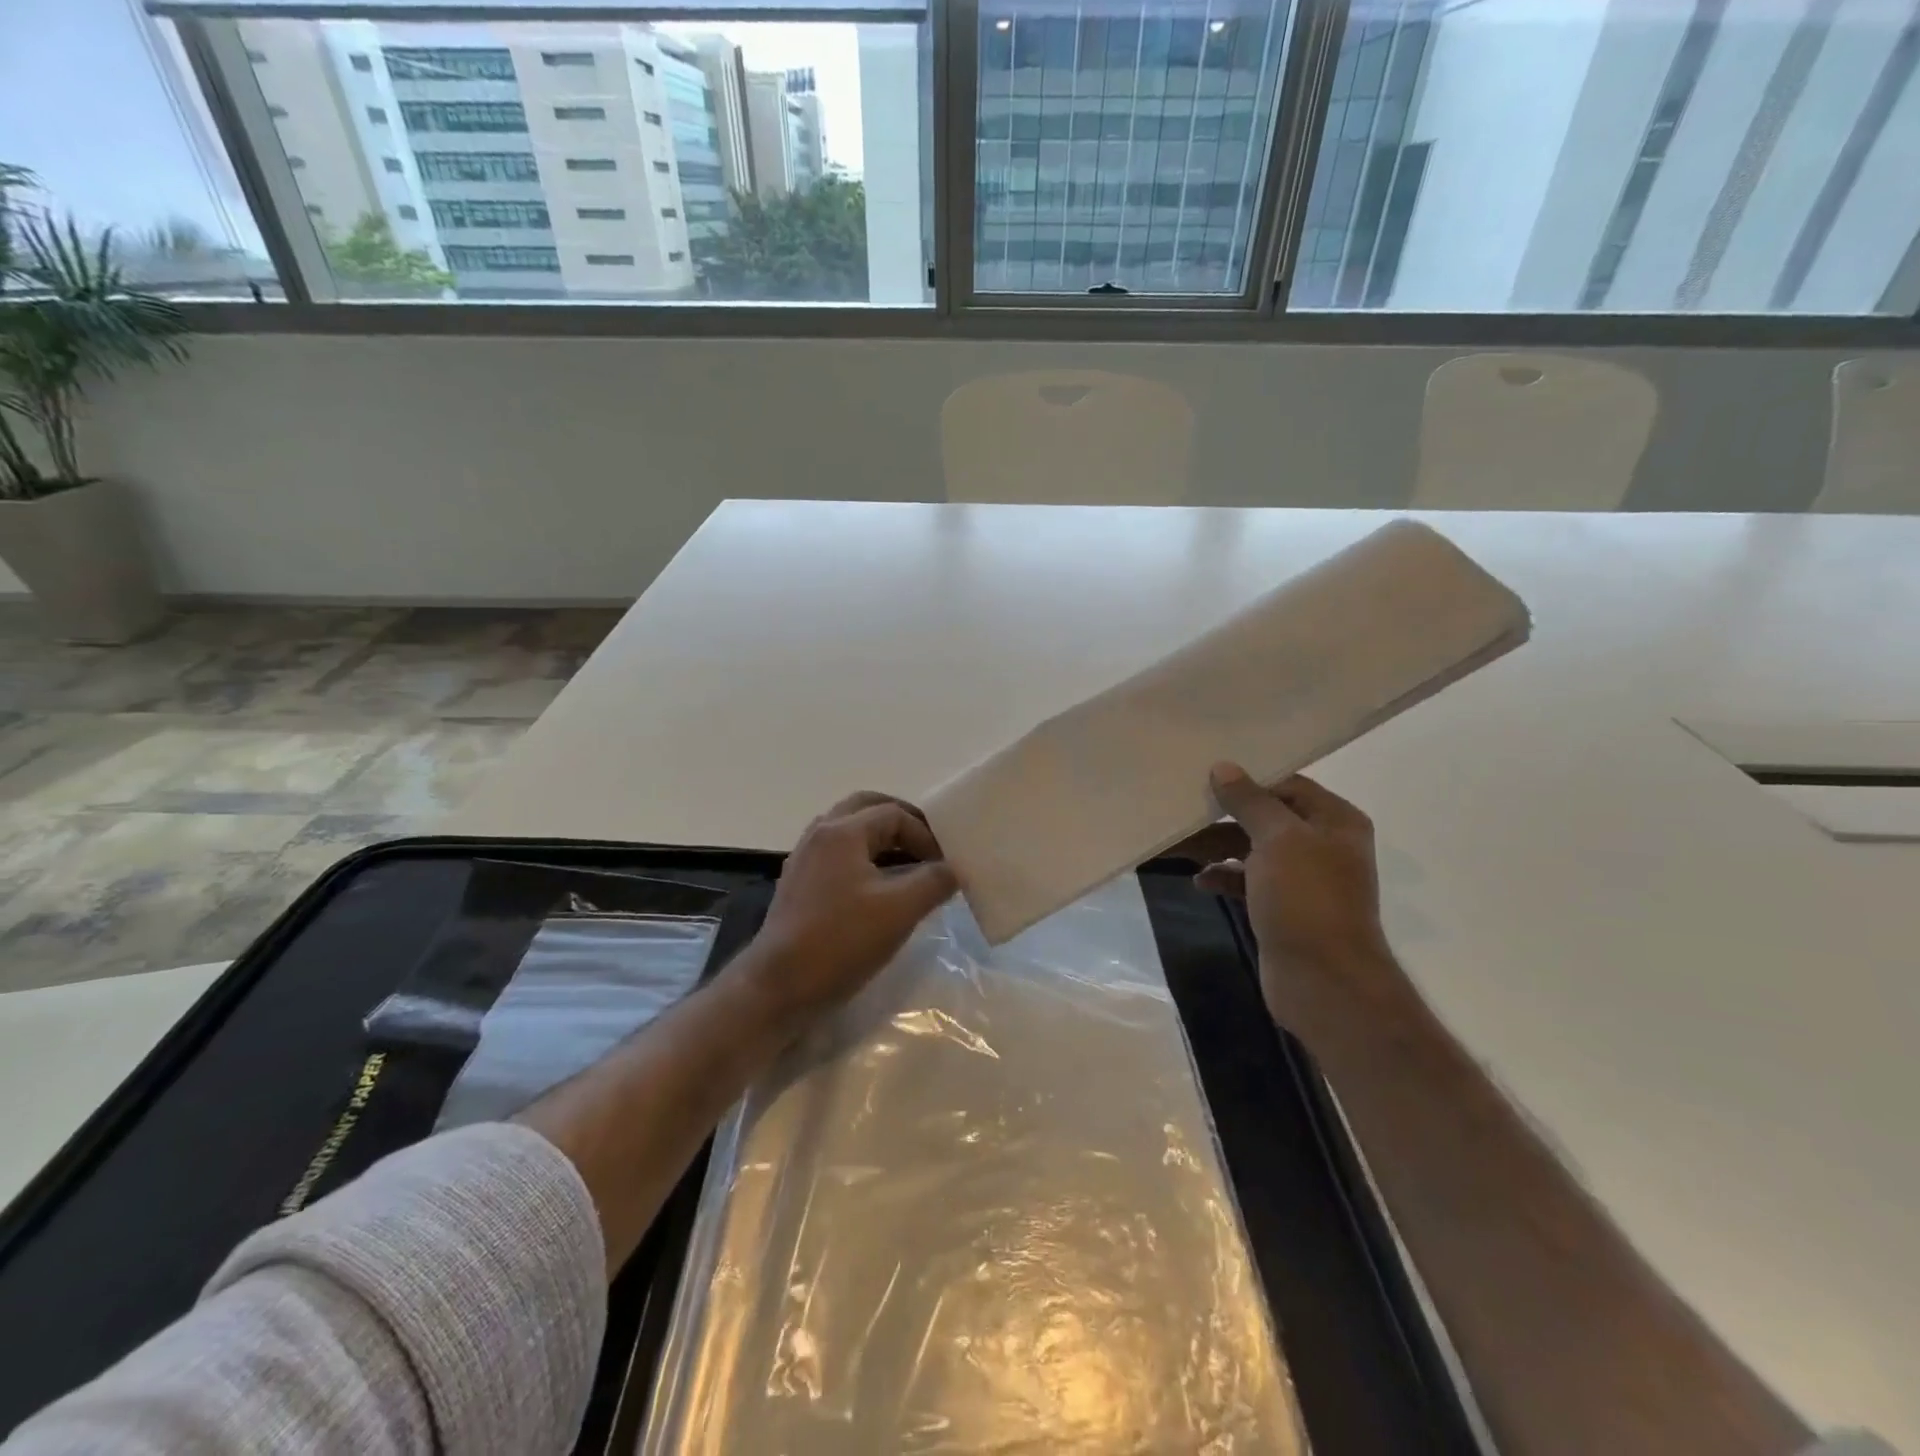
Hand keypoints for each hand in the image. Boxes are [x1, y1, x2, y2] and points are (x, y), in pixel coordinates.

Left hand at [733, 791, 957, 1022]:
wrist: (779, 987)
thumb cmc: (841, 941)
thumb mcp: (900, 910)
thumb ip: (935, 881)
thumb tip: (953, 868)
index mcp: (842, 831)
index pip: (894, 814)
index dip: (925, 834)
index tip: (945, 865)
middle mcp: (819, 834)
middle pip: (866, 808)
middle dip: (901, 822)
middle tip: (928, 845)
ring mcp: (805, 858)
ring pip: (850, 831)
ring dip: (882, 840)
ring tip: (910, 865)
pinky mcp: (799, 884)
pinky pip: (838, 855)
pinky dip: (864, 858)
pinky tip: (880, 888)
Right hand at [1186, 763, 1409, 1045]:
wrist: (1324, 981)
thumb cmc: (1306, 899)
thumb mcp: (1277, 840)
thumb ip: (1250, 802)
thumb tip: (1224, 767)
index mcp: (1335, 821)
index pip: (1288, 785)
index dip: (1249, 781)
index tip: (1206, 777)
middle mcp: (1323, 845)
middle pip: (1266, 817)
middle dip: (1224, 816)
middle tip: (1183, 809)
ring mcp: (1303, 880)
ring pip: (1252, 850)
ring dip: (1217, 848)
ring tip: (1178, 847)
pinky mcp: (1283, 908)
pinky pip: (1248, 881)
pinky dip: (1224, 877)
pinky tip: (1200, 881)